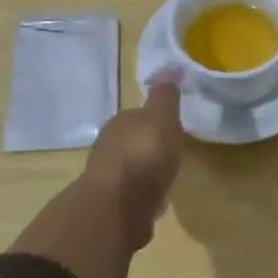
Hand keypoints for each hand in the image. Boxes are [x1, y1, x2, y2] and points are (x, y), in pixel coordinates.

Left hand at [82, 83, 184, 246]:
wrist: (118, 207)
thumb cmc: (144, 154)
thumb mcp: (161, 116)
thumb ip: (166, 96)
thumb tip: (170, 67)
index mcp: (119, 124)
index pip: (137, 116)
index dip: (154, 120)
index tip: (171, 127)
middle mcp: (107, 149)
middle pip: (131, 144)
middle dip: (148, 149)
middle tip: (169, 155)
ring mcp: (107, 181)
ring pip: (130, 173)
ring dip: (144, 176)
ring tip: (164, 181)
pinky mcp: (111, 210)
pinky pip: (131, 199)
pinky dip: (142, 200)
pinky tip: (154, 206)